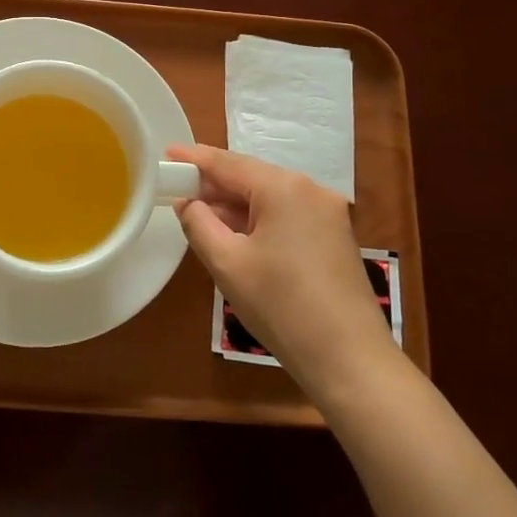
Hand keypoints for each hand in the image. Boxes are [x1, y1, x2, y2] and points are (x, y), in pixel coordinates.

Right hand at [168, 144, 393, 383]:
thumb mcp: (227, 264)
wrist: (350, 360)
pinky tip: (237, 237)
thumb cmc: (281, 306)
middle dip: (214, 185)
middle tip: (177, 191)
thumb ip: (199, 224)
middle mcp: (310, 190)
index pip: (228, 163)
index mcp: (284, 188)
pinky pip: (287, 216)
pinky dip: (258, 221)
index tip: (166, 155)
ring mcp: (328, 214)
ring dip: (235, 206)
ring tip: (200, 216)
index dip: (194, 159)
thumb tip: (188, 203)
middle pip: (251, 178)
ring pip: (269, 198)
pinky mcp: (335, 238)